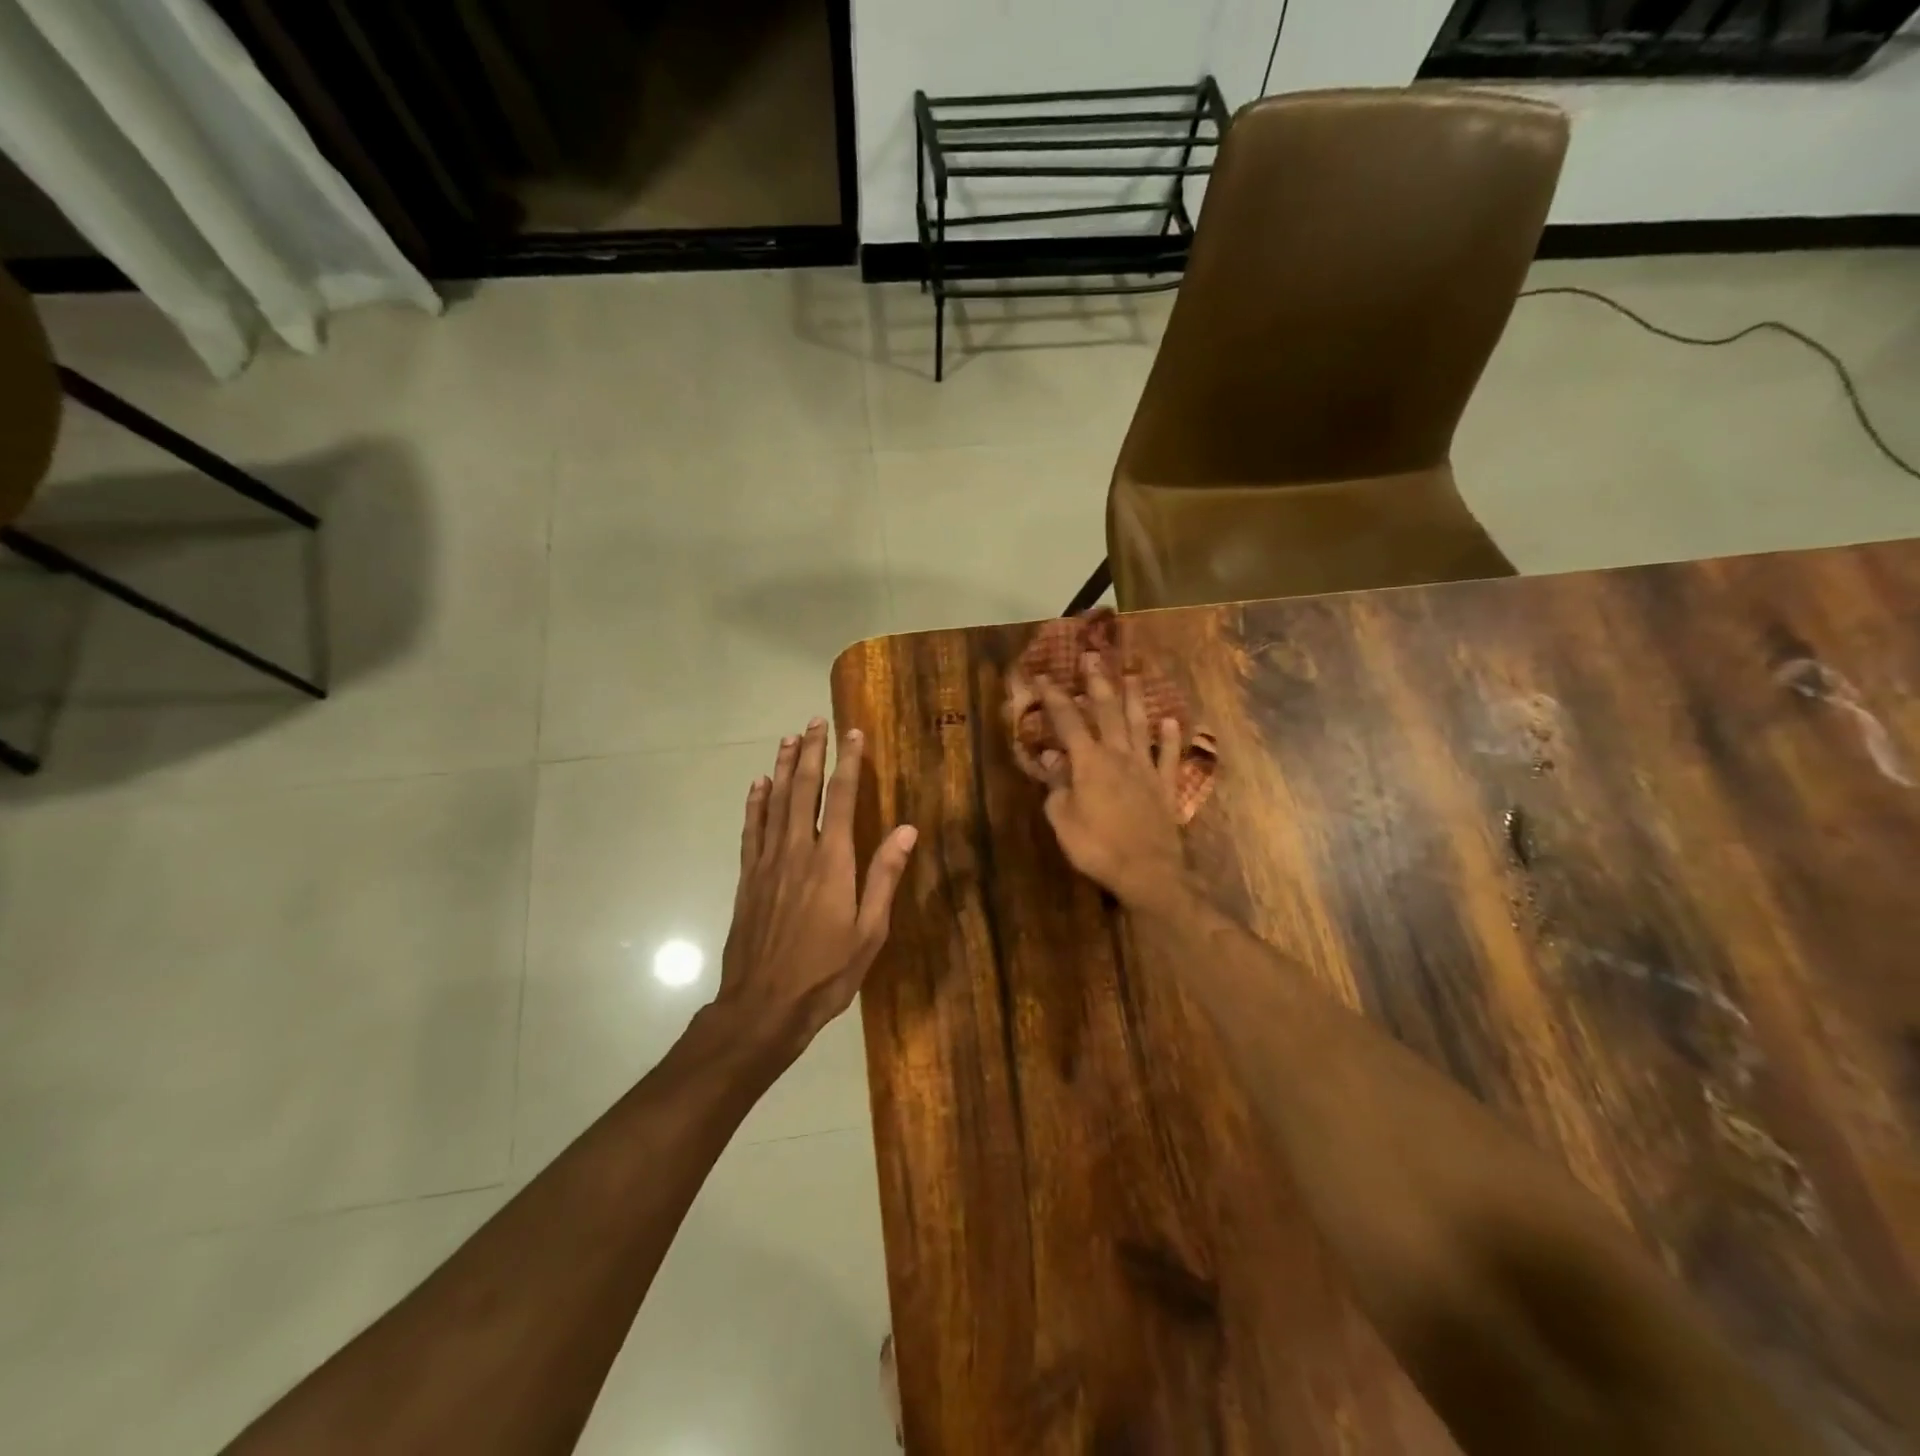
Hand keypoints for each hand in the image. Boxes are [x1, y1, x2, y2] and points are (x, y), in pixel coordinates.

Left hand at [720, 719, 917, 1056]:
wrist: (762, 1007)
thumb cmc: (825, 973)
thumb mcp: (869, 932)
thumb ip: (884, 877)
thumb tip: (906, 829)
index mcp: (831, 862)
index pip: (840, 798)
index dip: (848, 763)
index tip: (854, 733)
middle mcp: (797, 852)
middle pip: (802, 790)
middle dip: (811, 753)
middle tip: (815, 722)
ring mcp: (767, 864)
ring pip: (775, 803)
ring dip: (782, 768)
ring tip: (788, 738)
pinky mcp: (748, 879)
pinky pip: (751, 830)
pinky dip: (755, 804)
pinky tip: (757, 785)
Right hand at [1029, 654, 1187, 907]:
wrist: (1147, 871)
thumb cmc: (1097, 846)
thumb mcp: (1063, 819)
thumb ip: (1056, 785)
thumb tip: (1052, 757)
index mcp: (1089, 762)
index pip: (1067, 722)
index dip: (1053, 698)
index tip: (1042, 676)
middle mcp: (1119, 755)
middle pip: (1107, 712)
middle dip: (1096, 683)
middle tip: (1092, 657)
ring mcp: (1146, 768)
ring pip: (1139, 725)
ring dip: (1134, 699)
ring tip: (1132, 675)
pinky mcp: (1165, 786)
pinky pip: (1168, 756)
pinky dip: (1170, 738)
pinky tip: (1171, 722)